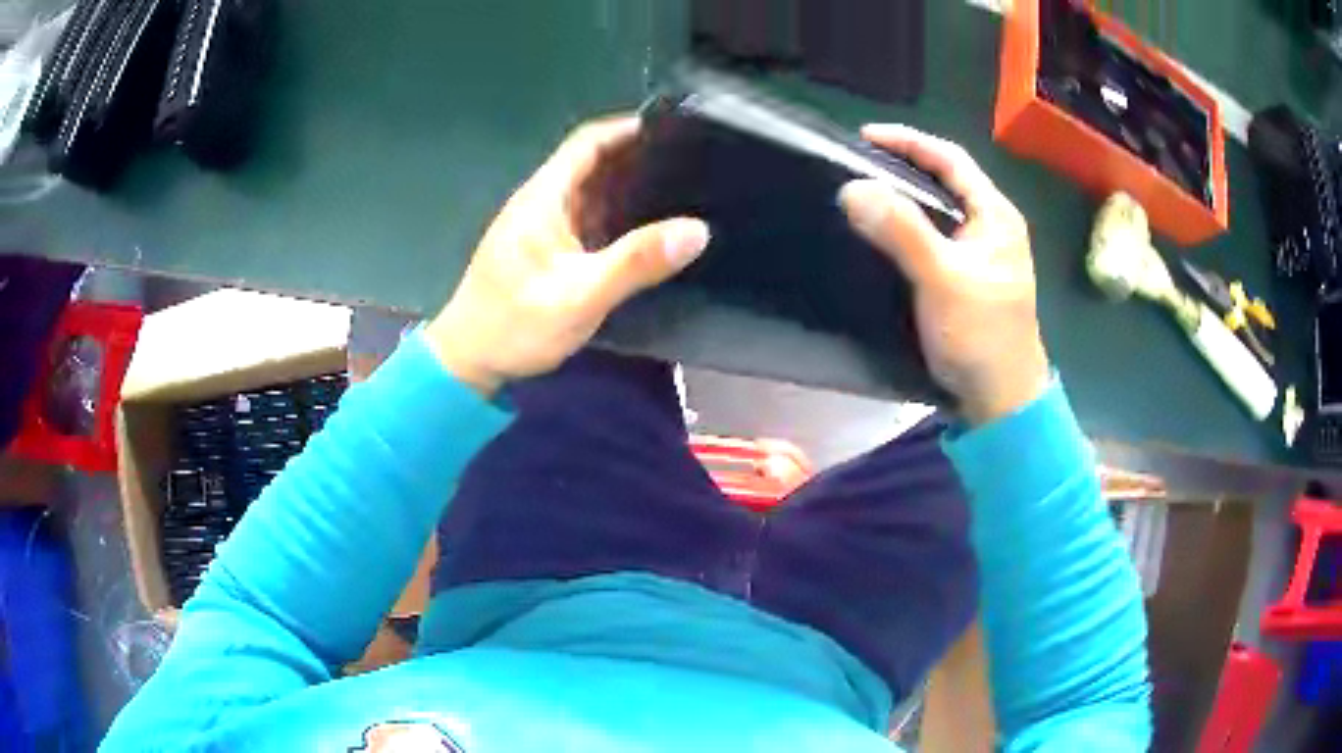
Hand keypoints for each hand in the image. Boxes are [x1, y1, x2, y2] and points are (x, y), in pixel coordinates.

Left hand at [425, 117, 710, 396]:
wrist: (468, 362)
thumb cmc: (515, 325)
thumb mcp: (580, 295)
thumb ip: (636, 262)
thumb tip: (697, 229)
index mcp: (544, 197)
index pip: (588, 142)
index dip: (629, 129)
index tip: (675, 132)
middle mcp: (543, 201)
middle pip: (594, 162)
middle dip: (639, 157)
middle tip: (692, 164)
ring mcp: (544, 225)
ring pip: (593, 191)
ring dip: (631, 187)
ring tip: (684, 190)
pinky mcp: (548, 249)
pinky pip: (590, 218)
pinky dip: (620, 216)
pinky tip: (650, 228)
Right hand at [839, 125, 1048, 423]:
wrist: (1001, 399)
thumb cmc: (981, 336)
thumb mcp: (943, 279)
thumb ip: (902, 232)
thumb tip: (852, 188)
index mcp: (996, 216)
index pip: (951, 159)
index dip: (908, 141)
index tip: (864, 137)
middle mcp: (992, 226)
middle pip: (946, 179)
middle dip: (904, 164)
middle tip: (859, 162)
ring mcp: (982, 253)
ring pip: (939, 209)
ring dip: (905, 196)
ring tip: (865, 191)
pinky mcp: (968, 277)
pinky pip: (934, 236)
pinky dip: (908, 226)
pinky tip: (885, 233)